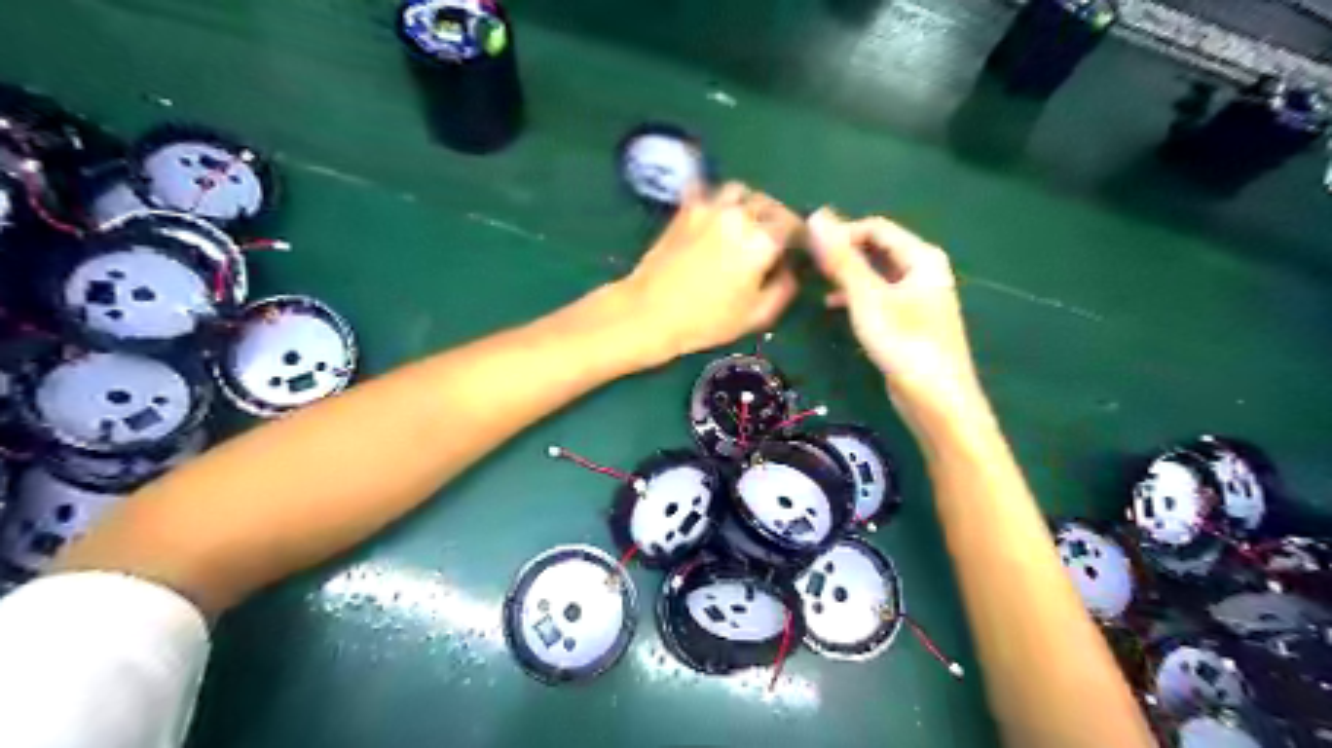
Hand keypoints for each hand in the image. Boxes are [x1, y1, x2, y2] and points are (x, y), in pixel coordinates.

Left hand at [614, 181, 798, 363]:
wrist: (650, 312)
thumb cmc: (707, 321)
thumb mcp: (756, 316)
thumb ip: (784, 289)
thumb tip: (790, 270)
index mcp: (762, 241)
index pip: (793, 225)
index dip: (800, 236)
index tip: (797, 249)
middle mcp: (739, 215)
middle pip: (769, 204)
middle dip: (776, 218)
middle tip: (774, 238)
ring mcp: (709, 207)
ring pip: (740, 191)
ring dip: (748, 204)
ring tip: (745, 224)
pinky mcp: (685, 209)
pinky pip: (707, 191)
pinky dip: (717, 199)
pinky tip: (715, 216)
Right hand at [802, 209, 974, 426]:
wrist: (936, 400)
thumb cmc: (904, 343)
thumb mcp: (867, 298)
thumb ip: (842, 259)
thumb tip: (817, 217)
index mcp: (921, 257)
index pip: (875, 227)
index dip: (841, 231)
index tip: (807, 246)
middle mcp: (923, 270)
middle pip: (877, 248)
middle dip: (843, 252)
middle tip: (808, 263)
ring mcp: (918, 296)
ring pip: (875, 273)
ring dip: (847, 274)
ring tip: (816, 282)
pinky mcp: (909, 320)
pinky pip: (878, 295)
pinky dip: (856, 296)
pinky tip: (833, 307)